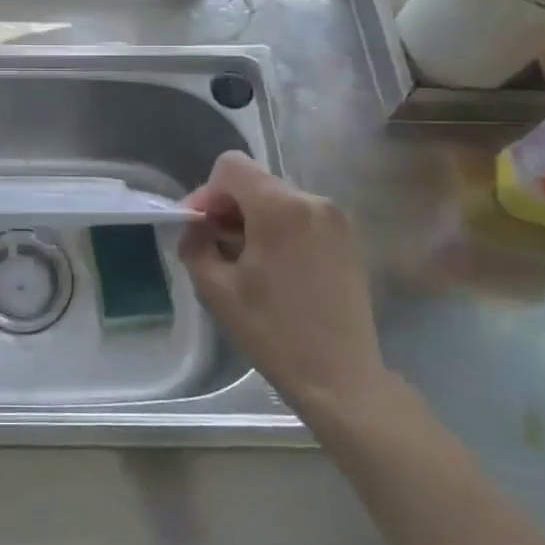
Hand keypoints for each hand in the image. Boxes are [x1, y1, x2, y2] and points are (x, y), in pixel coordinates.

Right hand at [178, 152, 387, 421]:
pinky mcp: (348, 239)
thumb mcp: (216, 288)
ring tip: (243, 260)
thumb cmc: (273, 332)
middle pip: (255, 181)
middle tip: (214, 245)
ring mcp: (336, 219)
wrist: (341, 378)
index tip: (199, 227)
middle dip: (228, 206)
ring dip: (253, 219)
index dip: (207, 191)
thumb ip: (196, 243)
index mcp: (280, 208)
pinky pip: (301, 217)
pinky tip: (274, 268)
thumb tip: (196, 227)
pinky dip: (279, 230)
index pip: (231, 166)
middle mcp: (313, 201)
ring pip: (278, 199)